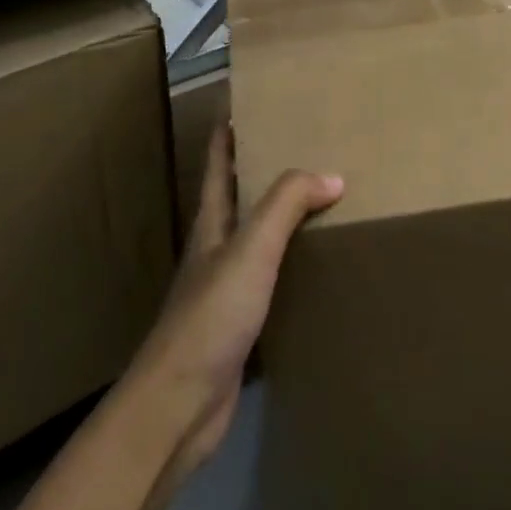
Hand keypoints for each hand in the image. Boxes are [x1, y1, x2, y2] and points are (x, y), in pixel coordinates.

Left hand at [123, 124, 342, 478]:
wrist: (179, 405)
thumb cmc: (210, 316)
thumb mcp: (250, 250)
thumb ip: (286, 206)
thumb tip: (331, 175)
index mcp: (211, 224)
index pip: (217, 165)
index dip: (227, 133)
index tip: (247, 104)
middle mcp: (215, 250)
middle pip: (238, 198)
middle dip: (264, 171)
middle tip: (305, 148)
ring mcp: (225, 289)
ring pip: (257, 240)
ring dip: (282, 220)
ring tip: (322, 201)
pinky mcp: (239, 326)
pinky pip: (271, 281)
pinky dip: (292, 266)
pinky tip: (317, 269)